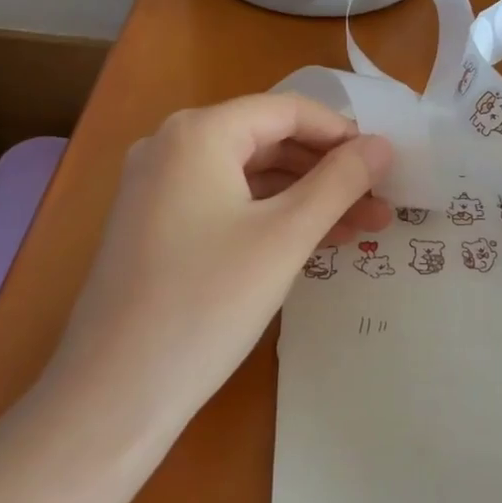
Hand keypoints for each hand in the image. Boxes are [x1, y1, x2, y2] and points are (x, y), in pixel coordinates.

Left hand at [52, 94, 391, 429]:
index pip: (286, 111)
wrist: (115, 392)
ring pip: (249, 178)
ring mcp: (157, 188)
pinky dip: (270, 218)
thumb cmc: (207, 302)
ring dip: (306, 199)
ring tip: (361, 229)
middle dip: (329, 172)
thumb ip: (339, 183)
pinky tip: (312, 243)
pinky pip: (226, 205)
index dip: (342, 134)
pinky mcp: (155, 226)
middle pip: (267, 141)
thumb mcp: (285, 237)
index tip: (385, 166)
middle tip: (380, 204)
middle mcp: (171, 146)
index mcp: (198, 133)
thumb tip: (382, 145)